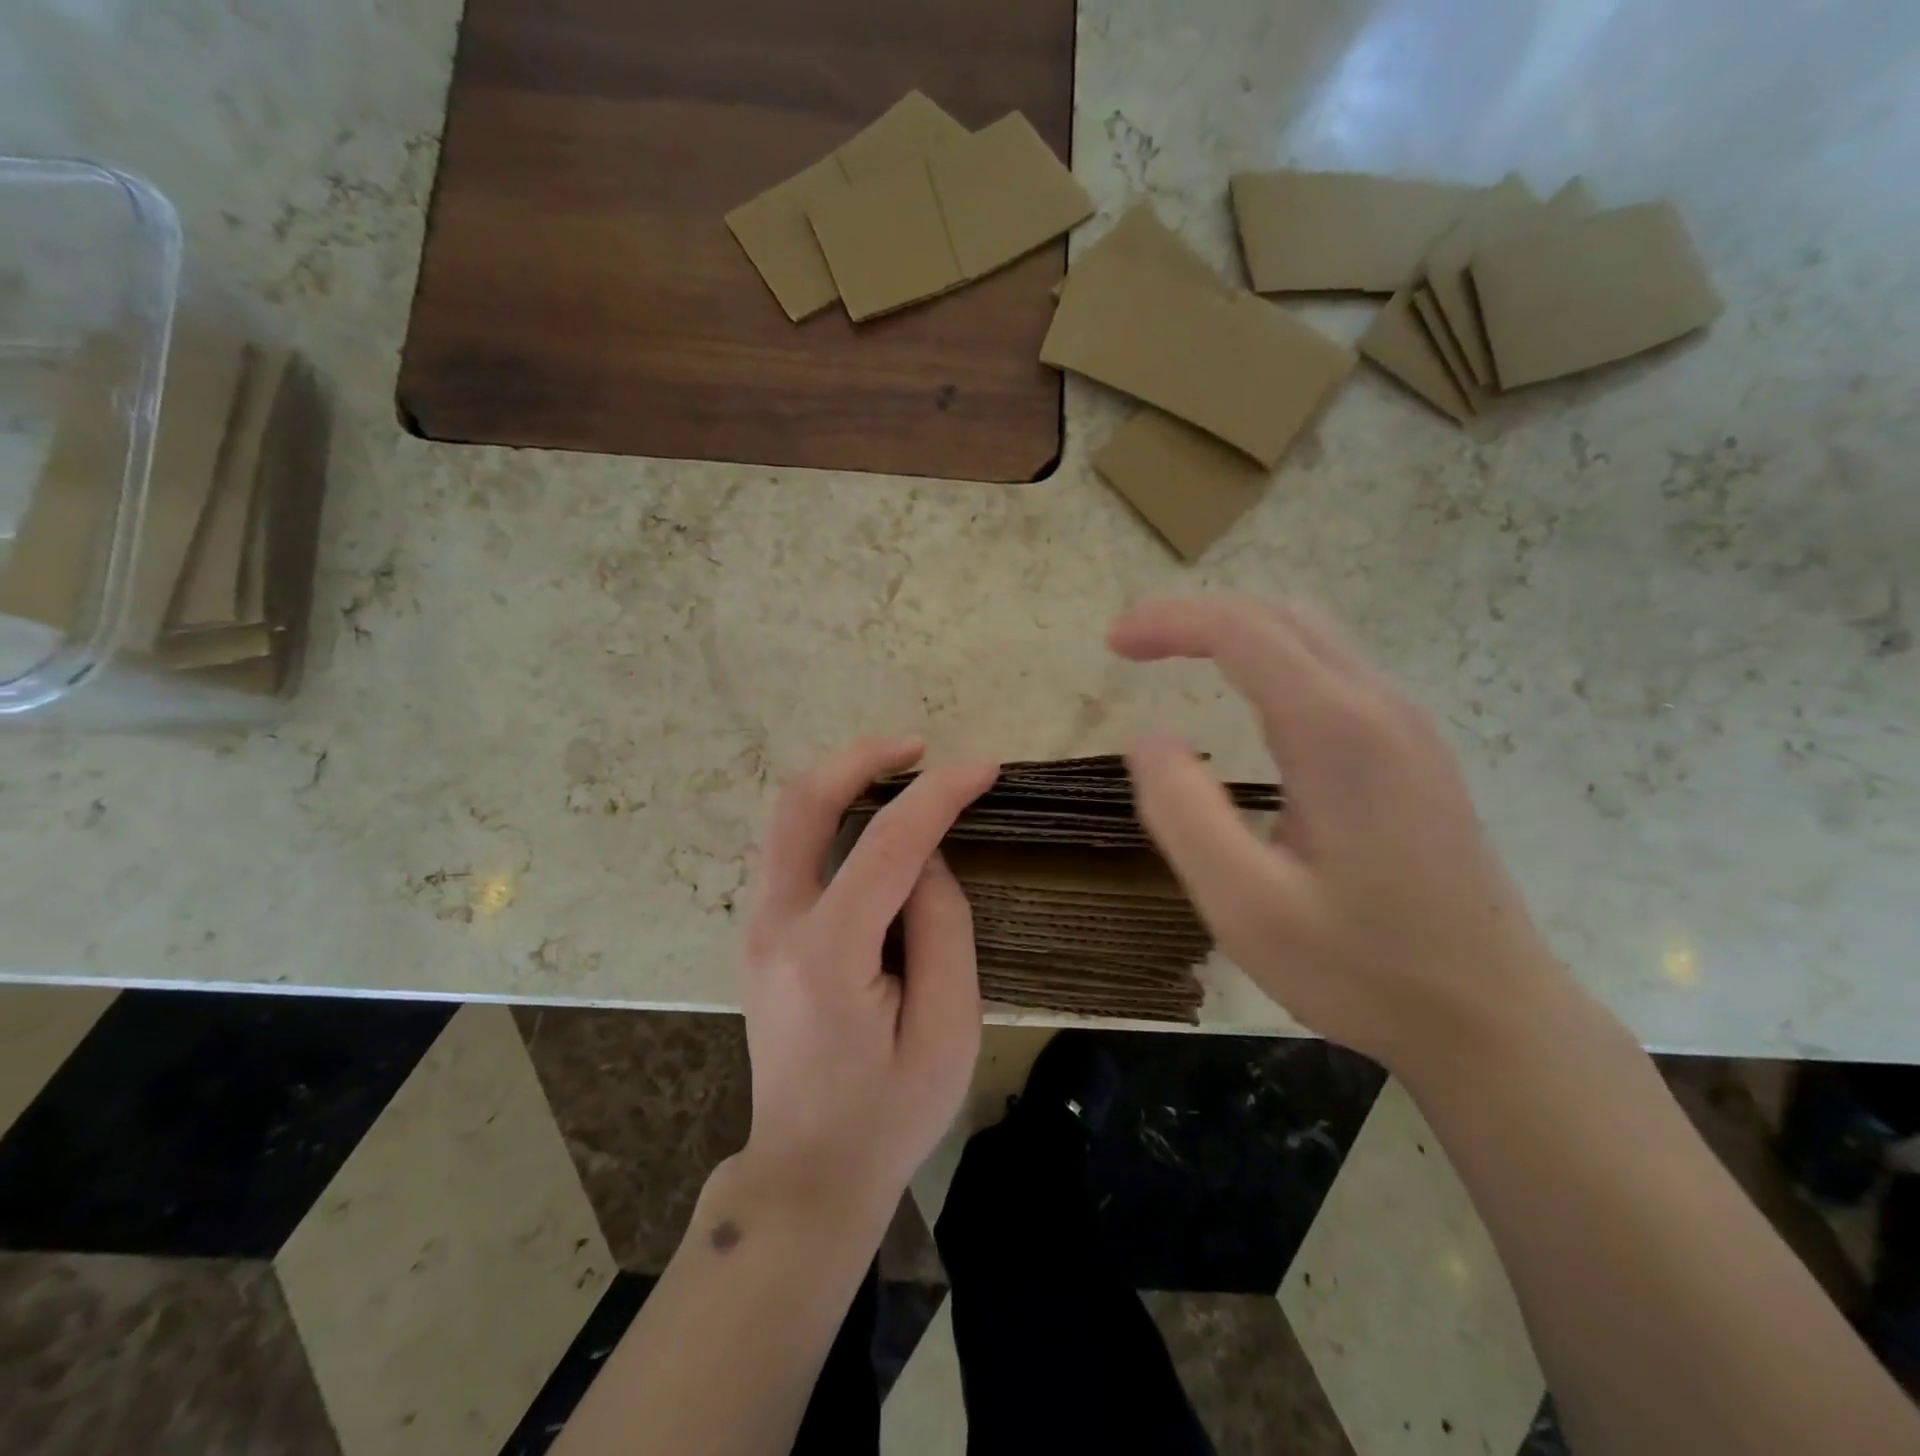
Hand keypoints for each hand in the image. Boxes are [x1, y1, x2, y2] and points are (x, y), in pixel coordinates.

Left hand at [737, 737, 996, 1226]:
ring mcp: (757, 927)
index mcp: (828, 955)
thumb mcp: (949, 1029)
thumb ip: (942, 928)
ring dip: (843, 780)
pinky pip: (792, 847)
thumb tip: (928, 858)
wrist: (807, 1172)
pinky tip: (874, 822)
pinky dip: (831, 814)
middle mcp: (776, 925)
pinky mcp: (761, 933)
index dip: (939, 795)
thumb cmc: (890, 1114)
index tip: (984, 768)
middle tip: (918, 747)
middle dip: (860, 758)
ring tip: (903, 773)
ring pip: (787, 816)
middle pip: (801, 802)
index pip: (887, 845)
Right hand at [1110, 596, 1562, 1074]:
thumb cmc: (1365, 969)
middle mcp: (1380, 706)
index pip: (1243, 631)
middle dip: (1197, 616)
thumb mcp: (1248, 908)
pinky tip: (1248, 695)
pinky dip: (1271, 656)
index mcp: (1338, 733)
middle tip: (1133, 647)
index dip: (1169, 622)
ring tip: (1176, 657)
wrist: (1495, 1018)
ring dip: (1236, 630)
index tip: (1113, 643)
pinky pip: (1334, 668)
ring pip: (1312, 634)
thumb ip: (1185, 814)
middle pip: (1280, 615)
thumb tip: (1148, 738)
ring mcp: (1408, 725)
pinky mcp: (1415, 750)